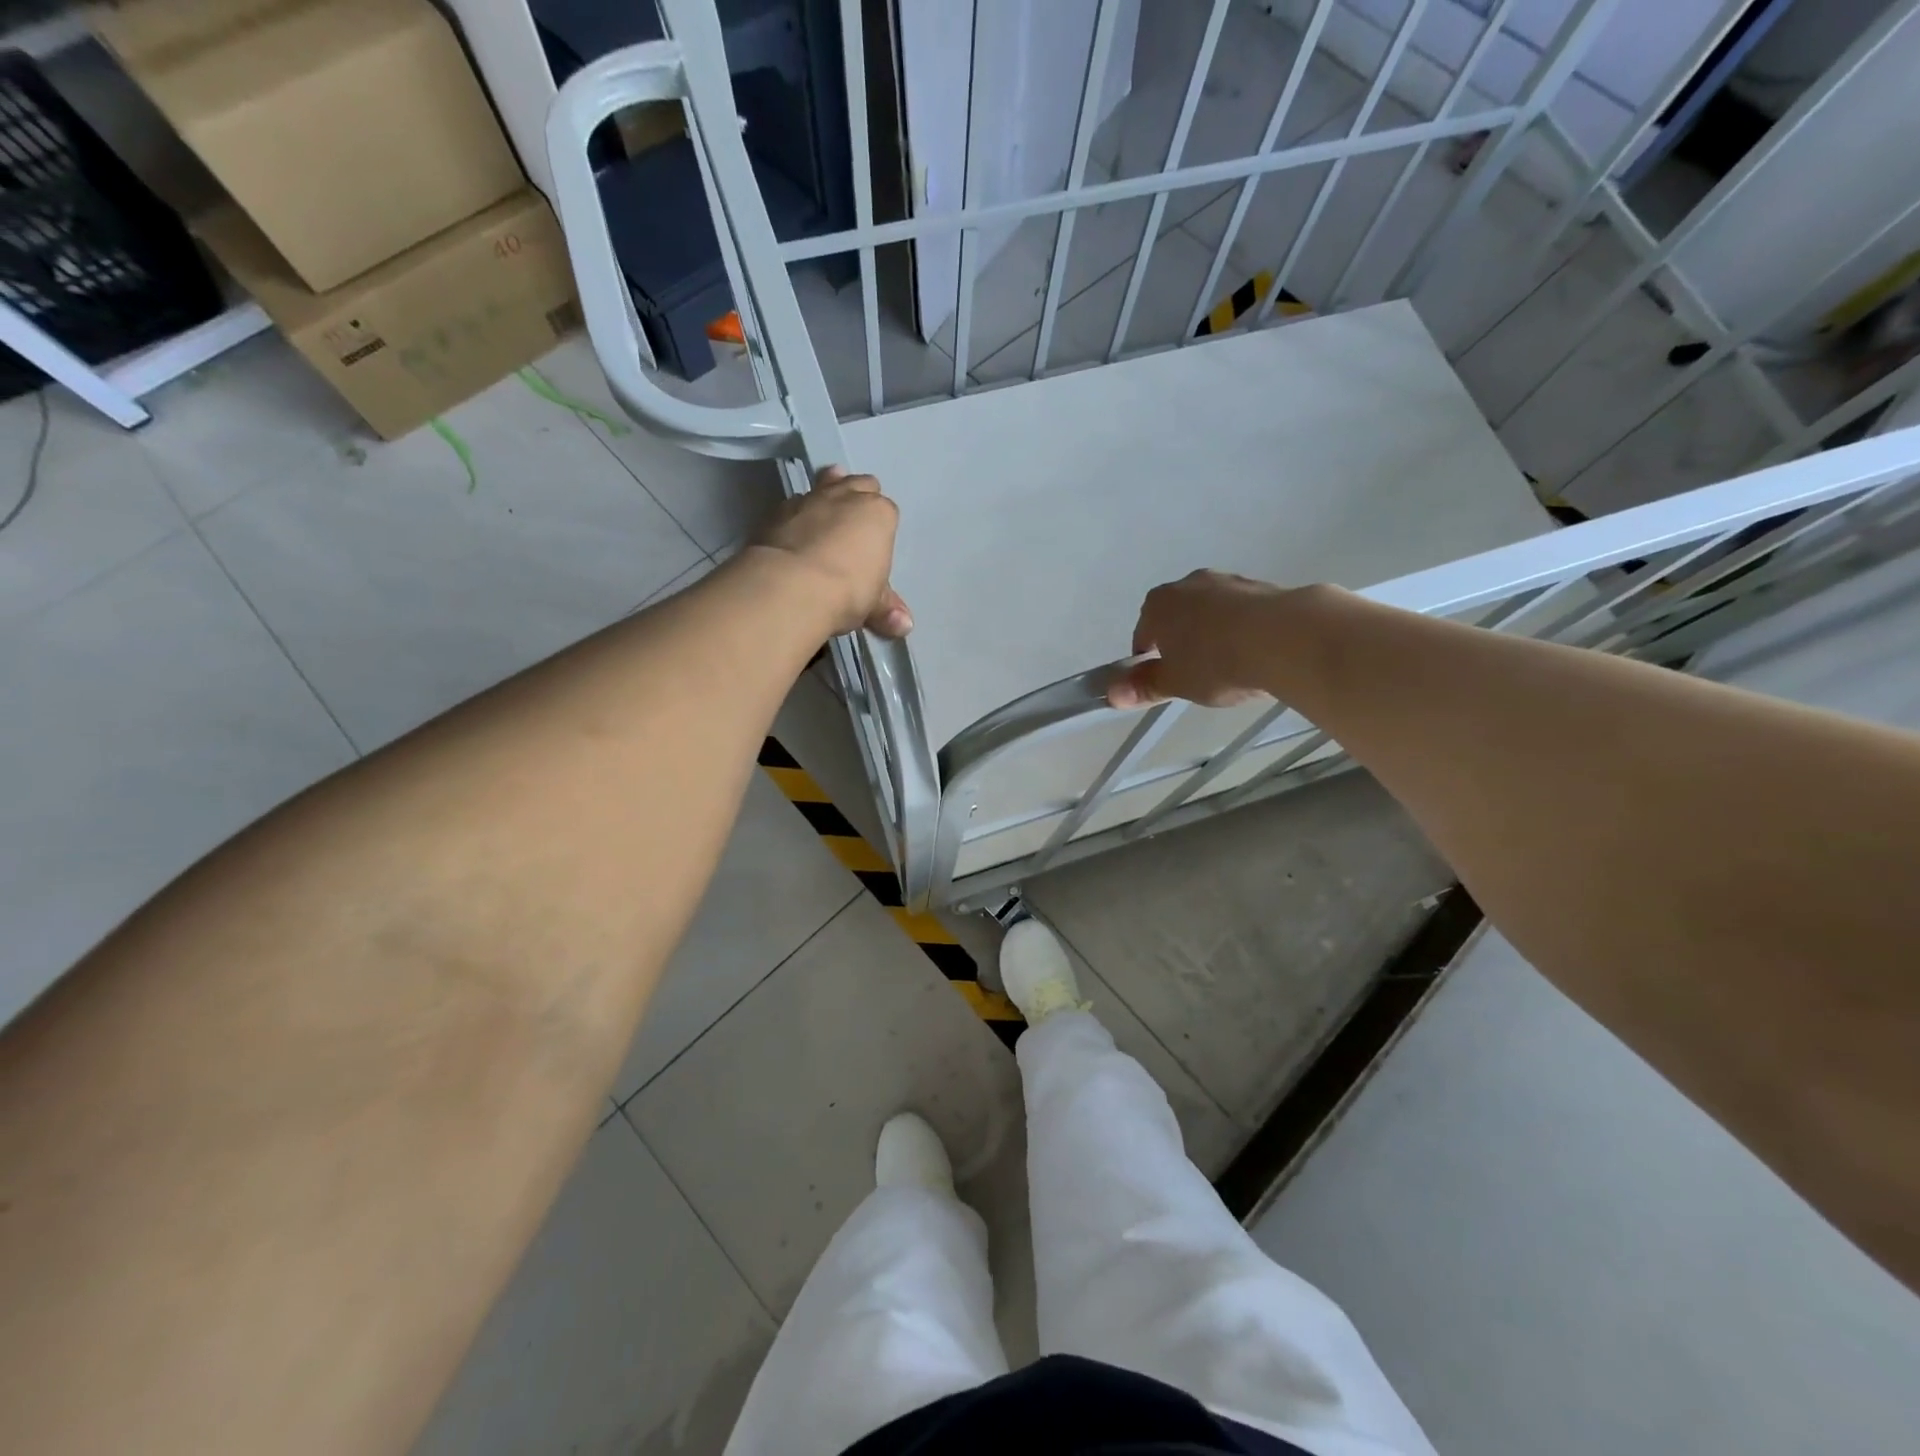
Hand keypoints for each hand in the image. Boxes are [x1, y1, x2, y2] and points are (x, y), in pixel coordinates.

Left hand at [752, 466, 912, 637]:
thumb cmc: (846, 591)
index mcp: (878, 514)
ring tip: (824, 516)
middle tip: (853, 521)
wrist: (791, 586)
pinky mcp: (777, 511)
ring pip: (825, 484)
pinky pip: (794, 504)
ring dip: (827, 496)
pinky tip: (794, 532)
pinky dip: (797, 514)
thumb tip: (904, 626)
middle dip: (858, 498)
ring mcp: (810, 499)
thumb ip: (886, 608)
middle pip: (858, 484)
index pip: (887, 511)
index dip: (881, 528)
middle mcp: (846, 497)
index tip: (874, 548)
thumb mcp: (872, 605)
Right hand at [1108, 569, 1287, 708]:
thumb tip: (1111, 694)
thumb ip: (1144, 686)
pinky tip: (1257, 654)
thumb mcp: (1175, 683)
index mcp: (1158, 604)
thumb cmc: (1216, 662)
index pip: (1143, 634)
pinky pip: (1243, 613)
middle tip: (1198, 675)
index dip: (1150, 661)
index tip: (1167, 681)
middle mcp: (1189, 584)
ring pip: (1211, 613)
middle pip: (1177, 618)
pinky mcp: (1263, 586)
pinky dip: (1244, 630)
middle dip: (1183, 643)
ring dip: (1215, 634)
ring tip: (1232, 666)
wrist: (1286, 638)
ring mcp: (1228, 581)